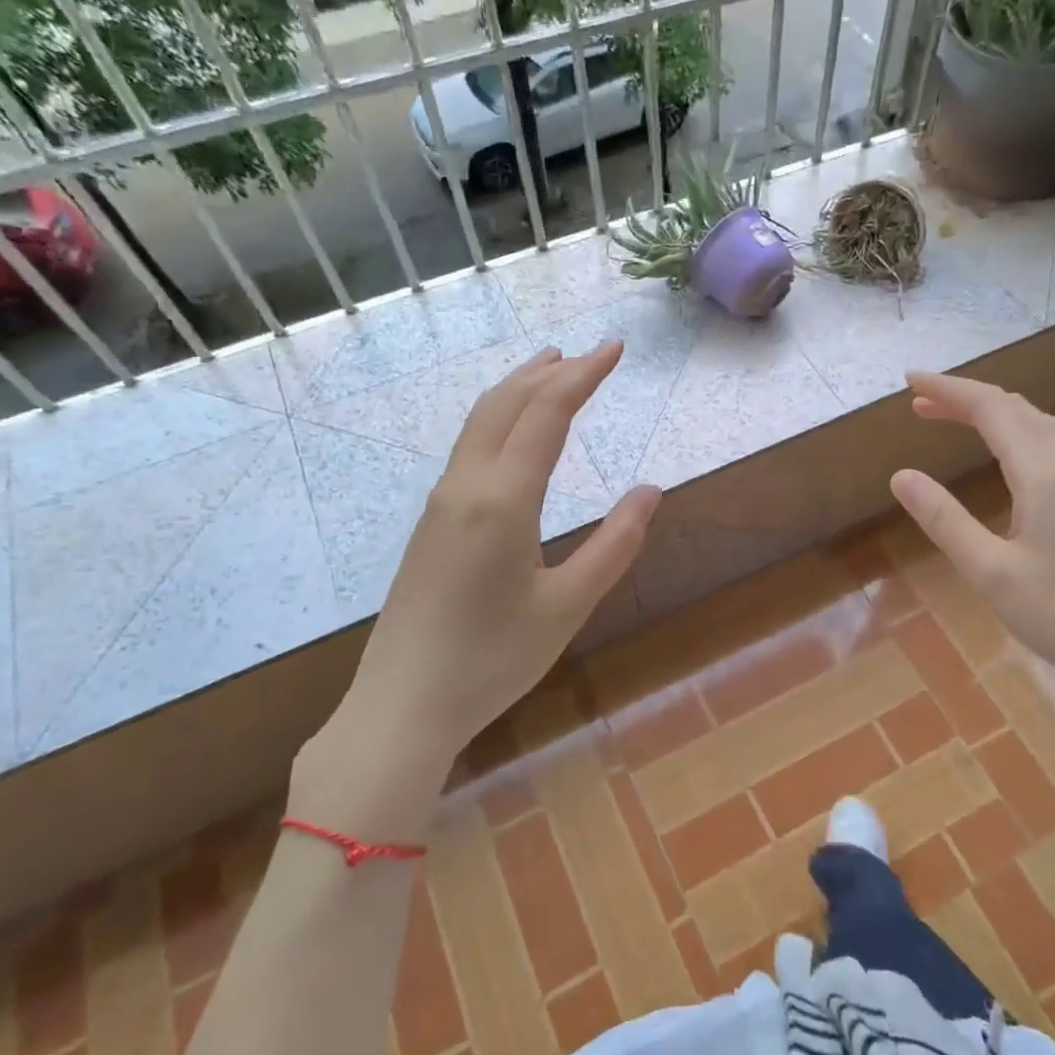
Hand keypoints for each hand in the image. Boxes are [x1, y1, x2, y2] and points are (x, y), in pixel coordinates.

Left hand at [293, 343, 660, 832]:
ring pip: (481, 423)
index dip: (583, 375)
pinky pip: (469, 449)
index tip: (615, 350)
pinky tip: (514, 436)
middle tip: (588, 354)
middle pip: (505, 404)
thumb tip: (651, 491)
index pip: (546, 413)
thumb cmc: (492, 660)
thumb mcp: (568, 606)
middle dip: (549, 371)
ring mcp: (441, 504)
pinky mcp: (431, 524)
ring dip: (519, 390)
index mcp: (502, 499)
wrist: (402, 704)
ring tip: (551, 372)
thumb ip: (615, 545)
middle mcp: (465, 486)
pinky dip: (500, 420)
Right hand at [889, 371, 1054, 707]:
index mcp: (1045, 476)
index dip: (949, 390)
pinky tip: (1005, 455)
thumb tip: (901, 476)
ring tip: (955, 417)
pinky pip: (1053, 445)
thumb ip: (944, 520)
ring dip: (995, 412)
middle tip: (921, 402)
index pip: (991, 410)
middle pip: (1017, 409)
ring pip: (1040, 425)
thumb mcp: (990, 572)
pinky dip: (1017, 432)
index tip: (909, 380)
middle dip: (967, 397)